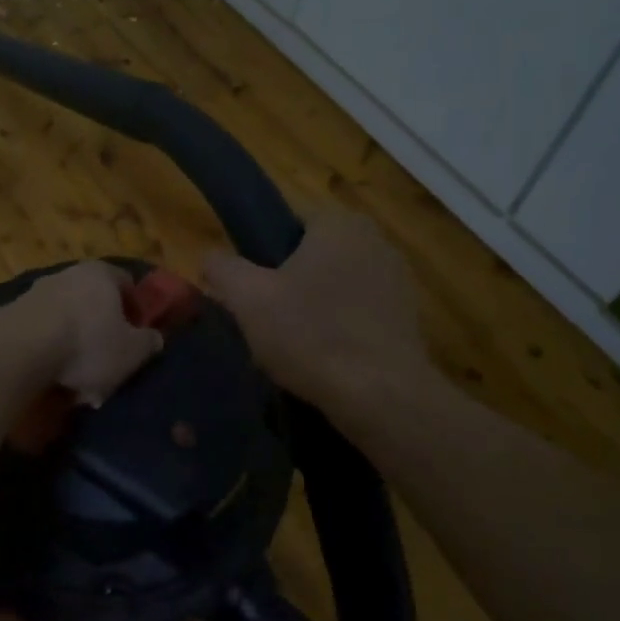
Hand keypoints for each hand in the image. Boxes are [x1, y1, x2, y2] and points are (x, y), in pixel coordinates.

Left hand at [20, 261, 164, 405]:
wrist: (20, 349)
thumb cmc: (87, 344)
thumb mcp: (132, 352)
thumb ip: (149, 343)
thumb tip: (155, 338)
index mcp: (102, 273)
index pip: (127, 283)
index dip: (136, 309)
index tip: (137, 335)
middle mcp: (70, 274)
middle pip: (94, 300)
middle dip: (102, 329)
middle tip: (109, 360)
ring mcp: (38, 290)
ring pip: (67, 317)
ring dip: (75, 343)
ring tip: (78, 377)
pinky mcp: (14, 312)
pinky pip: (43, 331)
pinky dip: (51, 350)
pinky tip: (53, 377)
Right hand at [202, 209, 428, 406]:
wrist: (381, 396)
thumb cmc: (311, 335)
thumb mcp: (248, 299)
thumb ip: (222, 268)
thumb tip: (210, 259)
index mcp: (340, 224)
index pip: (289, 225)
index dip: (263, 256)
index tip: (251, 291)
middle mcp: (376, 241)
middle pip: (313, 257)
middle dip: (290, 284)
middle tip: (266, 321)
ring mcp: (398, 280)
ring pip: (336, 288)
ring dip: (316, 310)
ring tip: (293, 348)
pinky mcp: (409, 318)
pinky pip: (359, 315)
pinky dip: (341, 331)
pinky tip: (326, 361)